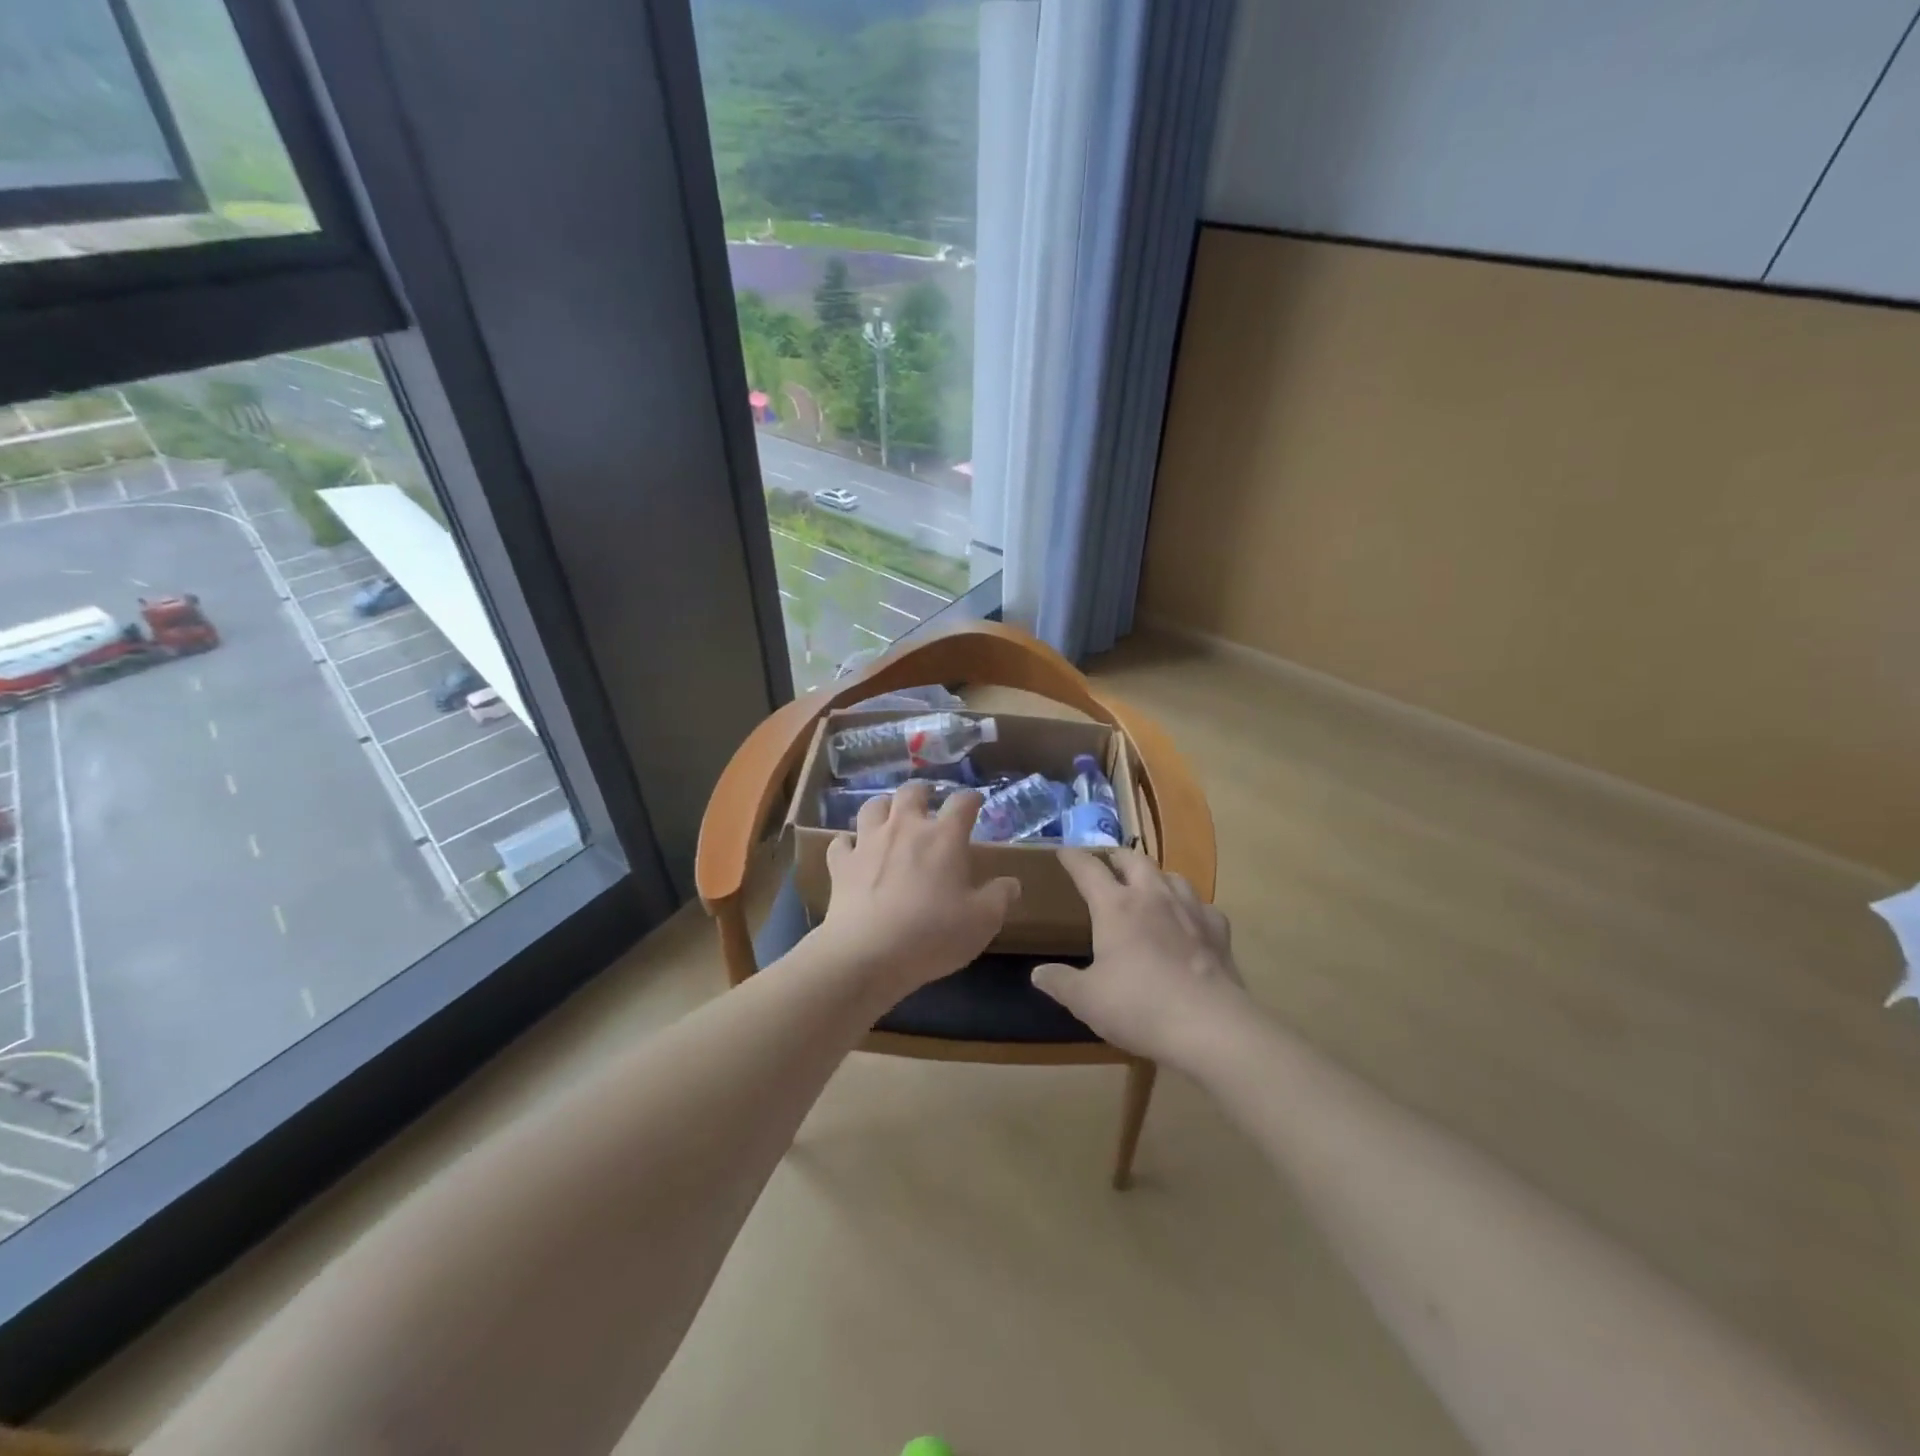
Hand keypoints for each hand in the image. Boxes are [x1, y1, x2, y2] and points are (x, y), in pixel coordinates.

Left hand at [813, 781, 1020, 998]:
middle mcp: (905, 828)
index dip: (971, 799)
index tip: (976, 802)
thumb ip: (1000, 897)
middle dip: (922, 792)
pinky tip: (851, 851)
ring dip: (883, 808)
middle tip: (928, 803)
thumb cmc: (933, 934)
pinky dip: (847, 843)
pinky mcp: (841, 864)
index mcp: (944, 837)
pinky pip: (841, 842)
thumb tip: (1012, 883)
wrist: (868, 954)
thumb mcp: (981, 921)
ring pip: (873, 806)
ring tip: (890, 818)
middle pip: (912, 792)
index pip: (962, 802)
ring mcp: (868, 843)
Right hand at [1031, 848, 1248, 1070]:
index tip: (1063, 852)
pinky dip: (1190, 907)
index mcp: (1115, 906)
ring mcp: (1190, 910)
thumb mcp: (1086, 1000)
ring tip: (1148, 887)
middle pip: (1134, 860)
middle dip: (1117, 857)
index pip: (1088, 869)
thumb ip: (1060, 982)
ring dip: (1155, 876)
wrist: (1210, 1026)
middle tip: (1108, 864)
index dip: (1073, 858)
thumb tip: (1038, 973)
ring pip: (1171, 876)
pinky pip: (1202, 906)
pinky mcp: (1218, 931)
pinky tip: (1188, 921)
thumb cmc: (1138, 1006)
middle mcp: (1152, 897)